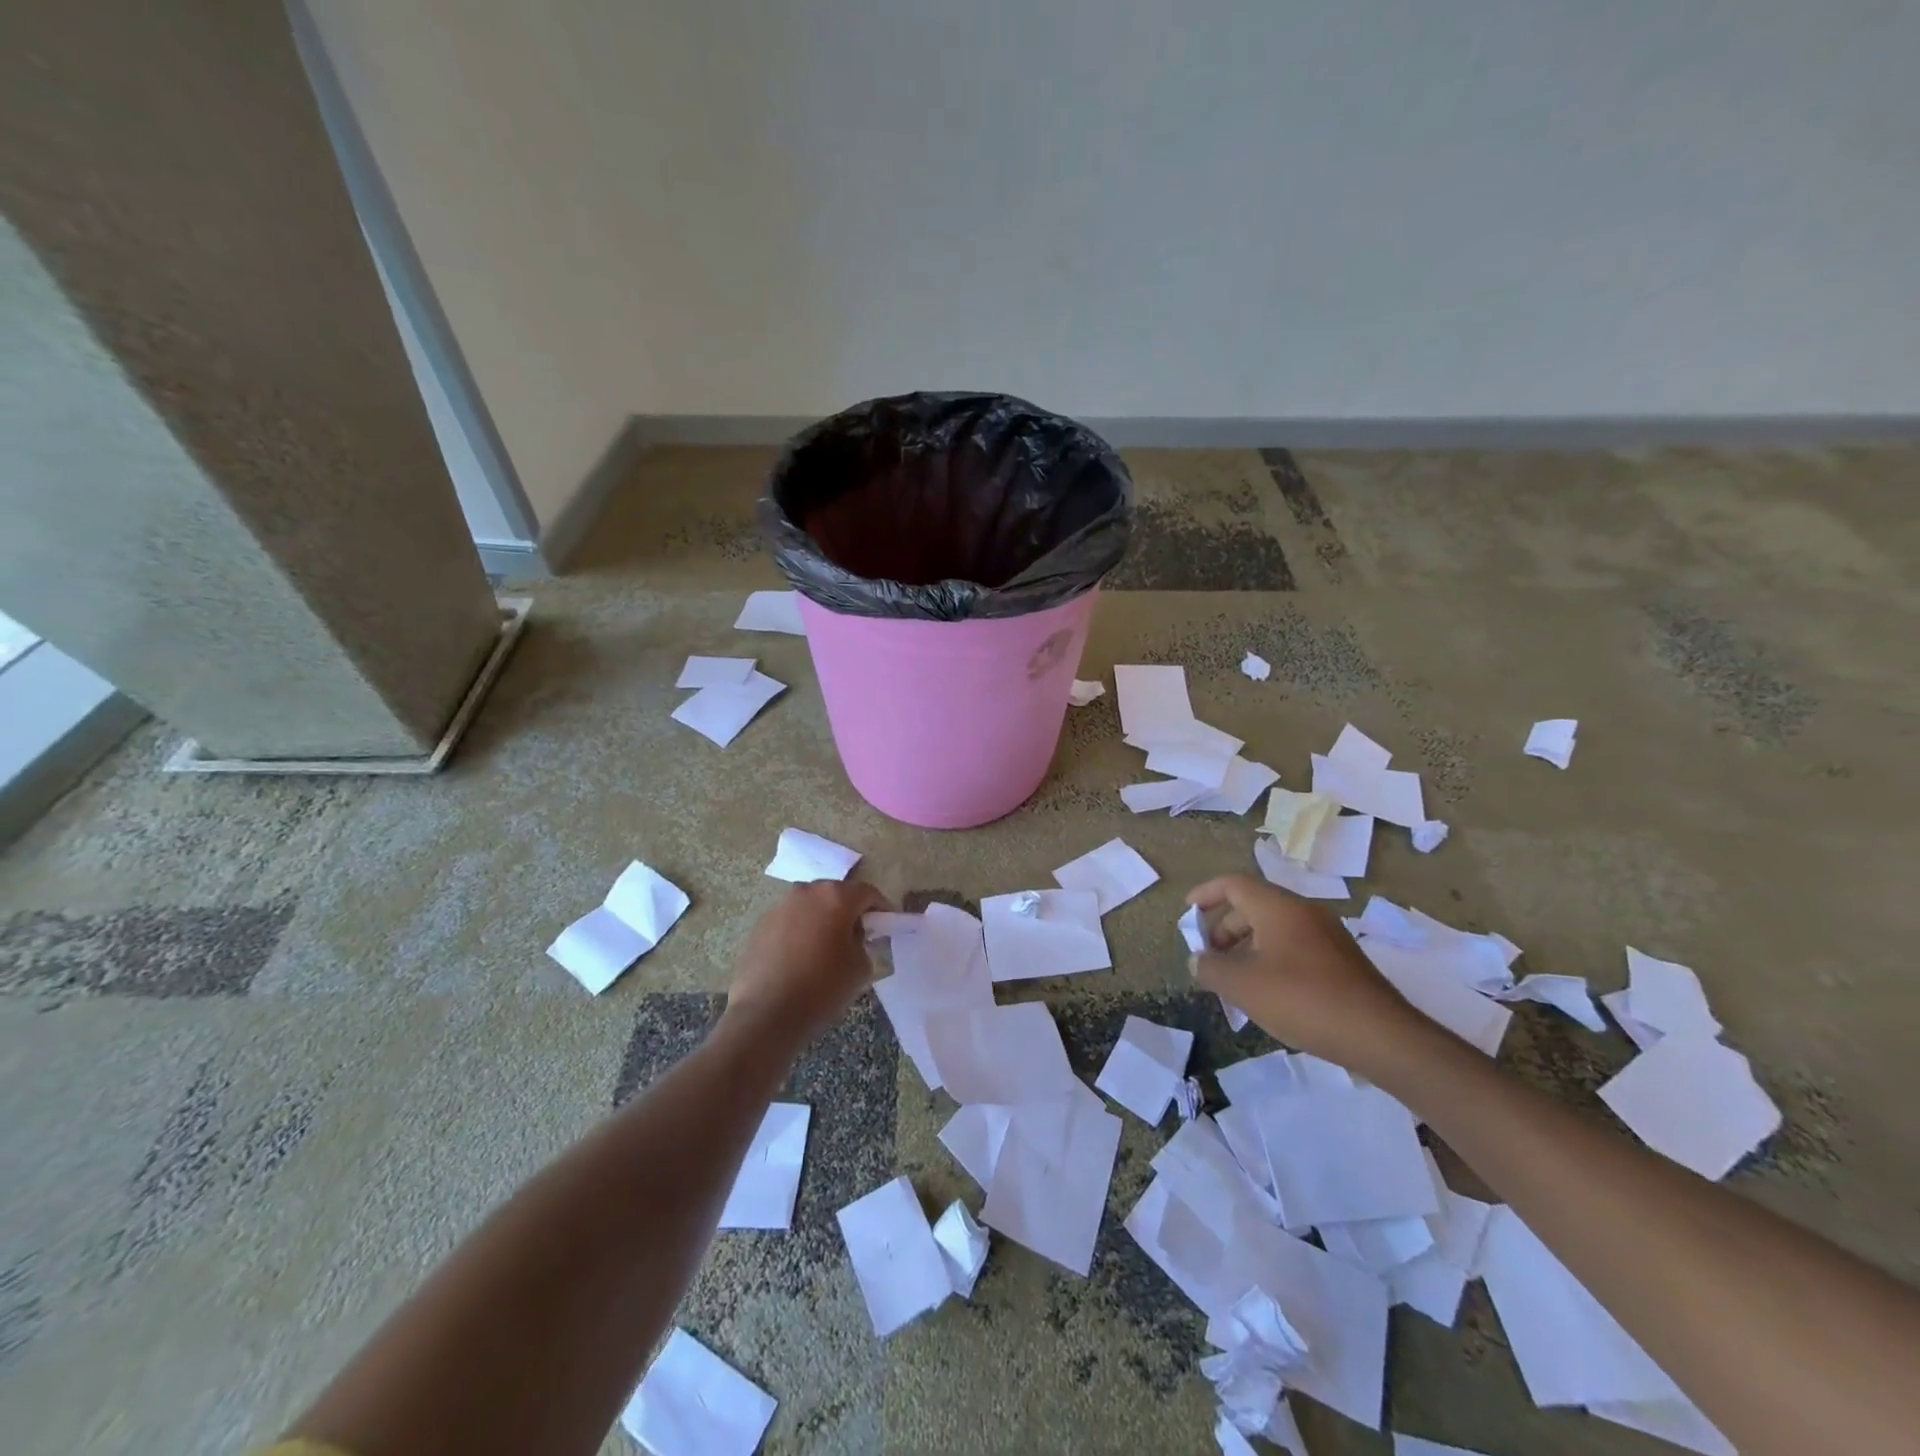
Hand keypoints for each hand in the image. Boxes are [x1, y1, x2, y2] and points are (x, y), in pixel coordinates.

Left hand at [723, 880, 891, 1049]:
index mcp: (835, 896)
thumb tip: (853, 936)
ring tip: (826, 948)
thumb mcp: (860, 967)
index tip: (886, 926)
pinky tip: (800, 959)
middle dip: (849, 911)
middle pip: (836, 894)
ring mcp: (779, 907)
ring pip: (810, 907)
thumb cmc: (822, 988)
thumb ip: (863, 942)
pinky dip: (800, 932)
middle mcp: (806, 892)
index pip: (868, 893)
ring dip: (822, 920)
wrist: (765, 1015)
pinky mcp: (760, 925)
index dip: (881, 908)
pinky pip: (789, 922)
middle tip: (857, 936)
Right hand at [1186, 874, 1425, 1073]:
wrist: (1381, 1036)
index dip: (1205, 893)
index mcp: (1278, 907)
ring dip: (1246, 945)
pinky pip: (1294, 945)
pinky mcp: (1341, 960)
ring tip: (1233, 978)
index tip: (1186, 911)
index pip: (1233, 884)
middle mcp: (1304, 911)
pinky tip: (1267, 991)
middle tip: (1208, 955)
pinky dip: (1270, 957)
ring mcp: (1327, 935)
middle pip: (1253, 905)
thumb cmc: (1303, 1000)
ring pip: (1274, 928)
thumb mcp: (1244, 987)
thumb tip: (1197, 961)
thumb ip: (1211, 969)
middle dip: (1223, 927)